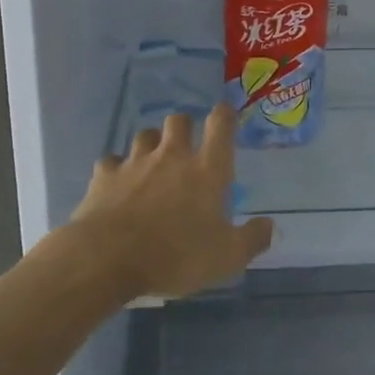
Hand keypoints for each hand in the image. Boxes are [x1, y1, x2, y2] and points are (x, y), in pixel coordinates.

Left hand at [71, 103, 274, 298]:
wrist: (107, 259)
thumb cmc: (175, 256)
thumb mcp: (226, 258)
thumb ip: (252, 239)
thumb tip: (270, 225)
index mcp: (206, 170)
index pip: (220, 125)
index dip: (224, 115)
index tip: (225, 115)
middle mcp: (172, 156)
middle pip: (178, 120)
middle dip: (184, 127)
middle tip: (186, 146)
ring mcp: (135, 162)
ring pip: (144, 135)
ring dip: (151, 144)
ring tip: (152, 163)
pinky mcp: (104, 176)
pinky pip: (111, 161)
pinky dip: (116, 169)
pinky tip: (117, 184)